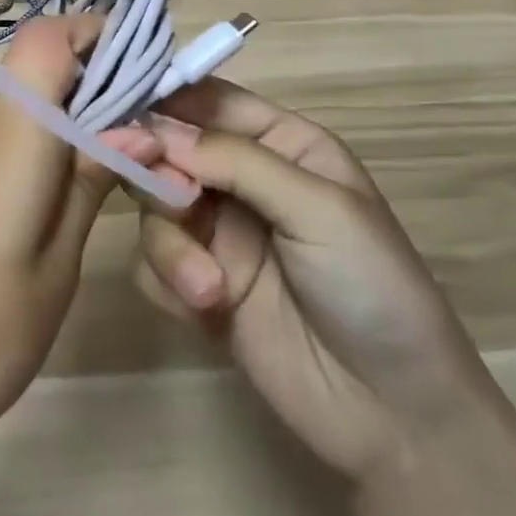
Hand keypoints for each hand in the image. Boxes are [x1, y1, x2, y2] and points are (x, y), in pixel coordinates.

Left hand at [0, 15, 159, 483]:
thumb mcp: (56, 262)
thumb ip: (91, 181)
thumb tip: (141, 129)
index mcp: (10, 132)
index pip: (47, 38)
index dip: (97, 32)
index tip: (146, 65)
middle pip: (28, 50)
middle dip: (86, 58)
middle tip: (136, 105)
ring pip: (10, 78)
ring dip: (59, 87)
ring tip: (107, 135)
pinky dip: (33, 115)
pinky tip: (59, 165)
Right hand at [134, 79, 492, 477]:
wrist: (393, 414)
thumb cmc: (372, 286)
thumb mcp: (319, 209)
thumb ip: (237, 161)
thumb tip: (157, 130)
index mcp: (281, 143)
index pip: (209, 101)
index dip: (164, 101)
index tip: (123, 115)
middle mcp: (242, 180)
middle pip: (167, 152)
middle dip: (160, 177)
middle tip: (177, 205)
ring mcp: (218, 234)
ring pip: (153, 209)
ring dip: (172, 247)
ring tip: (210, 289)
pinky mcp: (198, 285)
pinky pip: (150, 264)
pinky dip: (168, 282)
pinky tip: (207, 311)